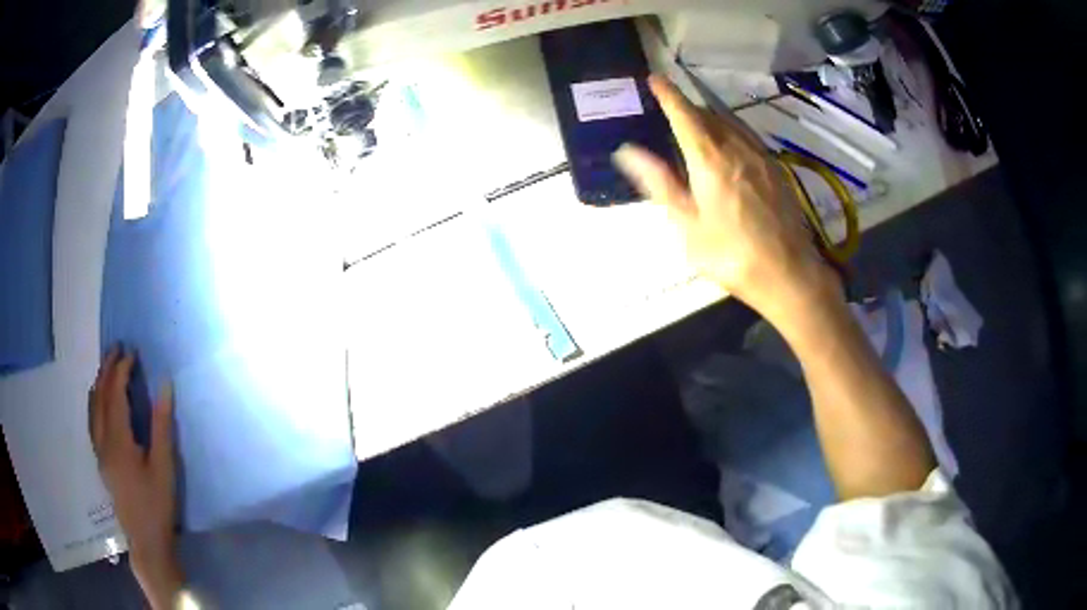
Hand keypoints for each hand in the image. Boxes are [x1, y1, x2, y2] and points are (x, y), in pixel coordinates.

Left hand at [89, 347, 181, 604]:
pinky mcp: (100, 461)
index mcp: (118, 440)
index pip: (115, 394)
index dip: (122, 370)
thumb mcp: (165, 467)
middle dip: (107, 369)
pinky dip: (95, 401)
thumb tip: (165, 385)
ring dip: (99, 383)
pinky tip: (99, 399)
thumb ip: (162, 425)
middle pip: (100, 396)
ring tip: (107, 366)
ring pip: (93, 407)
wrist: (146, 541)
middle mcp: (103, 440)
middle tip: (117, 348)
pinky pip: (92, 420)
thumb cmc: (157, 505)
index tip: (132, 352)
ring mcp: (99, 451)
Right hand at [613, 76, 837, 325]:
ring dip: (709, 118)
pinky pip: (747, 137)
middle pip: (708, 115)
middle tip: (669, 110)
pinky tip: (727, 147)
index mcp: (710, 159)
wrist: (789, 274)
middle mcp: (737, 148)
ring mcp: (760, 157)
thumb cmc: (732, 255)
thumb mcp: (688, 224)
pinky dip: (729, 132)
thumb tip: (628, 151)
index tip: (654, 78)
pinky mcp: (776, 170)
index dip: (667, 94)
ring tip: (695, 125)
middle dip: (686, 107)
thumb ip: (660, 183)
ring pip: (730, 124)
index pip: (684, 114)